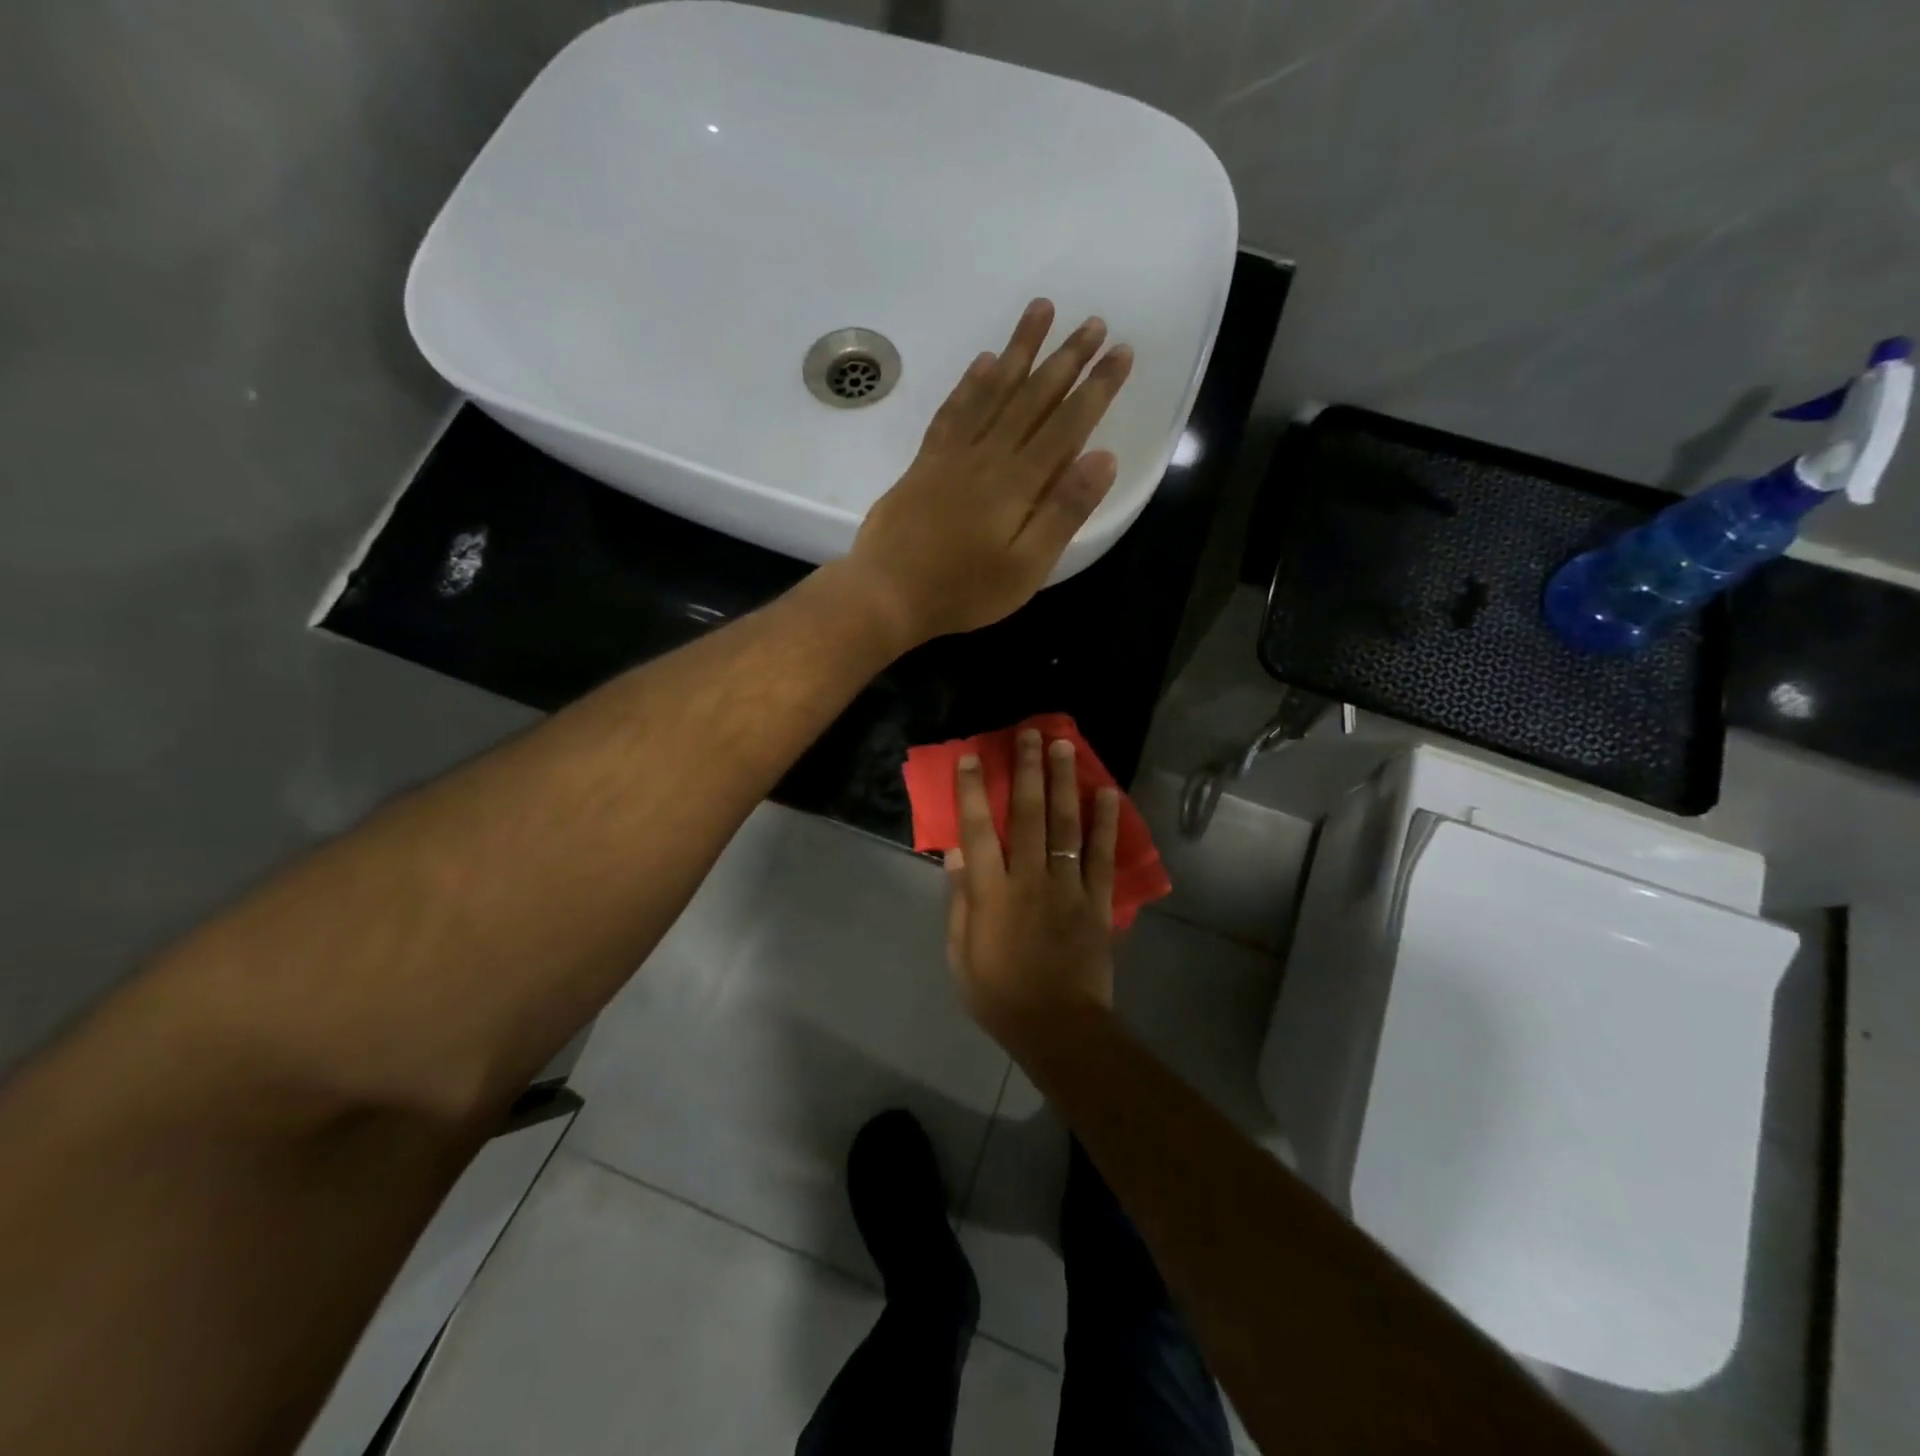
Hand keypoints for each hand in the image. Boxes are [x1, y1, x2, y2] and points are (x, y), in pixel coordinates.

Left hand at [844, 300, 1133, 646]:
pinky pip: (952, 411)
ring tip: (1040, 309)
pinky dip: (969, 383)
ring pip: (992, 391)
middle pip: (1033, 397)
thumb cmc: (964, 590)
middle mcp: (988, 456)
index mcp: (1019, 482)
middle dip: (1066, 358)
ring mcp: (952, 455)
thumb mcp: (1026, 568)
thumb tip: (1104, 458)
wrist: (887, 593)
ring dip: (1019, 350)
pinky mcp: (925, 463)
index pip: (1068, 424)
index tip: (1122, 351)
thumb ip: (1064, 512)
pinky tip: (983, 361)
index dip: (1097, 387)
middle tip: (1093, 321)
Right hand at [944, 726, 1121, 1053]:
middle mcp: (1029, 878)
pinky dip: (1106, 824)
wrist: (1057, 1027)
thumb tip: (957, 852)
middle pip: (1027, 814)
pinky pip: (1102, 856)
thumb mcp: (960, 954)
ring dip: (1064, 783)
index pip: (977, 830)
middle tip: (1030, 734)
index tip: (972, 757)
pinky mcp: (1097, 901)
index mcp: (992, 892)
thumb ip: (960, 900)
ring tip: (1065, 747)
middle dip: (1027, 770)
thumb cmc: (998, 994)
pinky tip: (1108, 794)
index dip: (972, 791)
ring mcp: (1068, 887)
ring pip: (1066, 825)